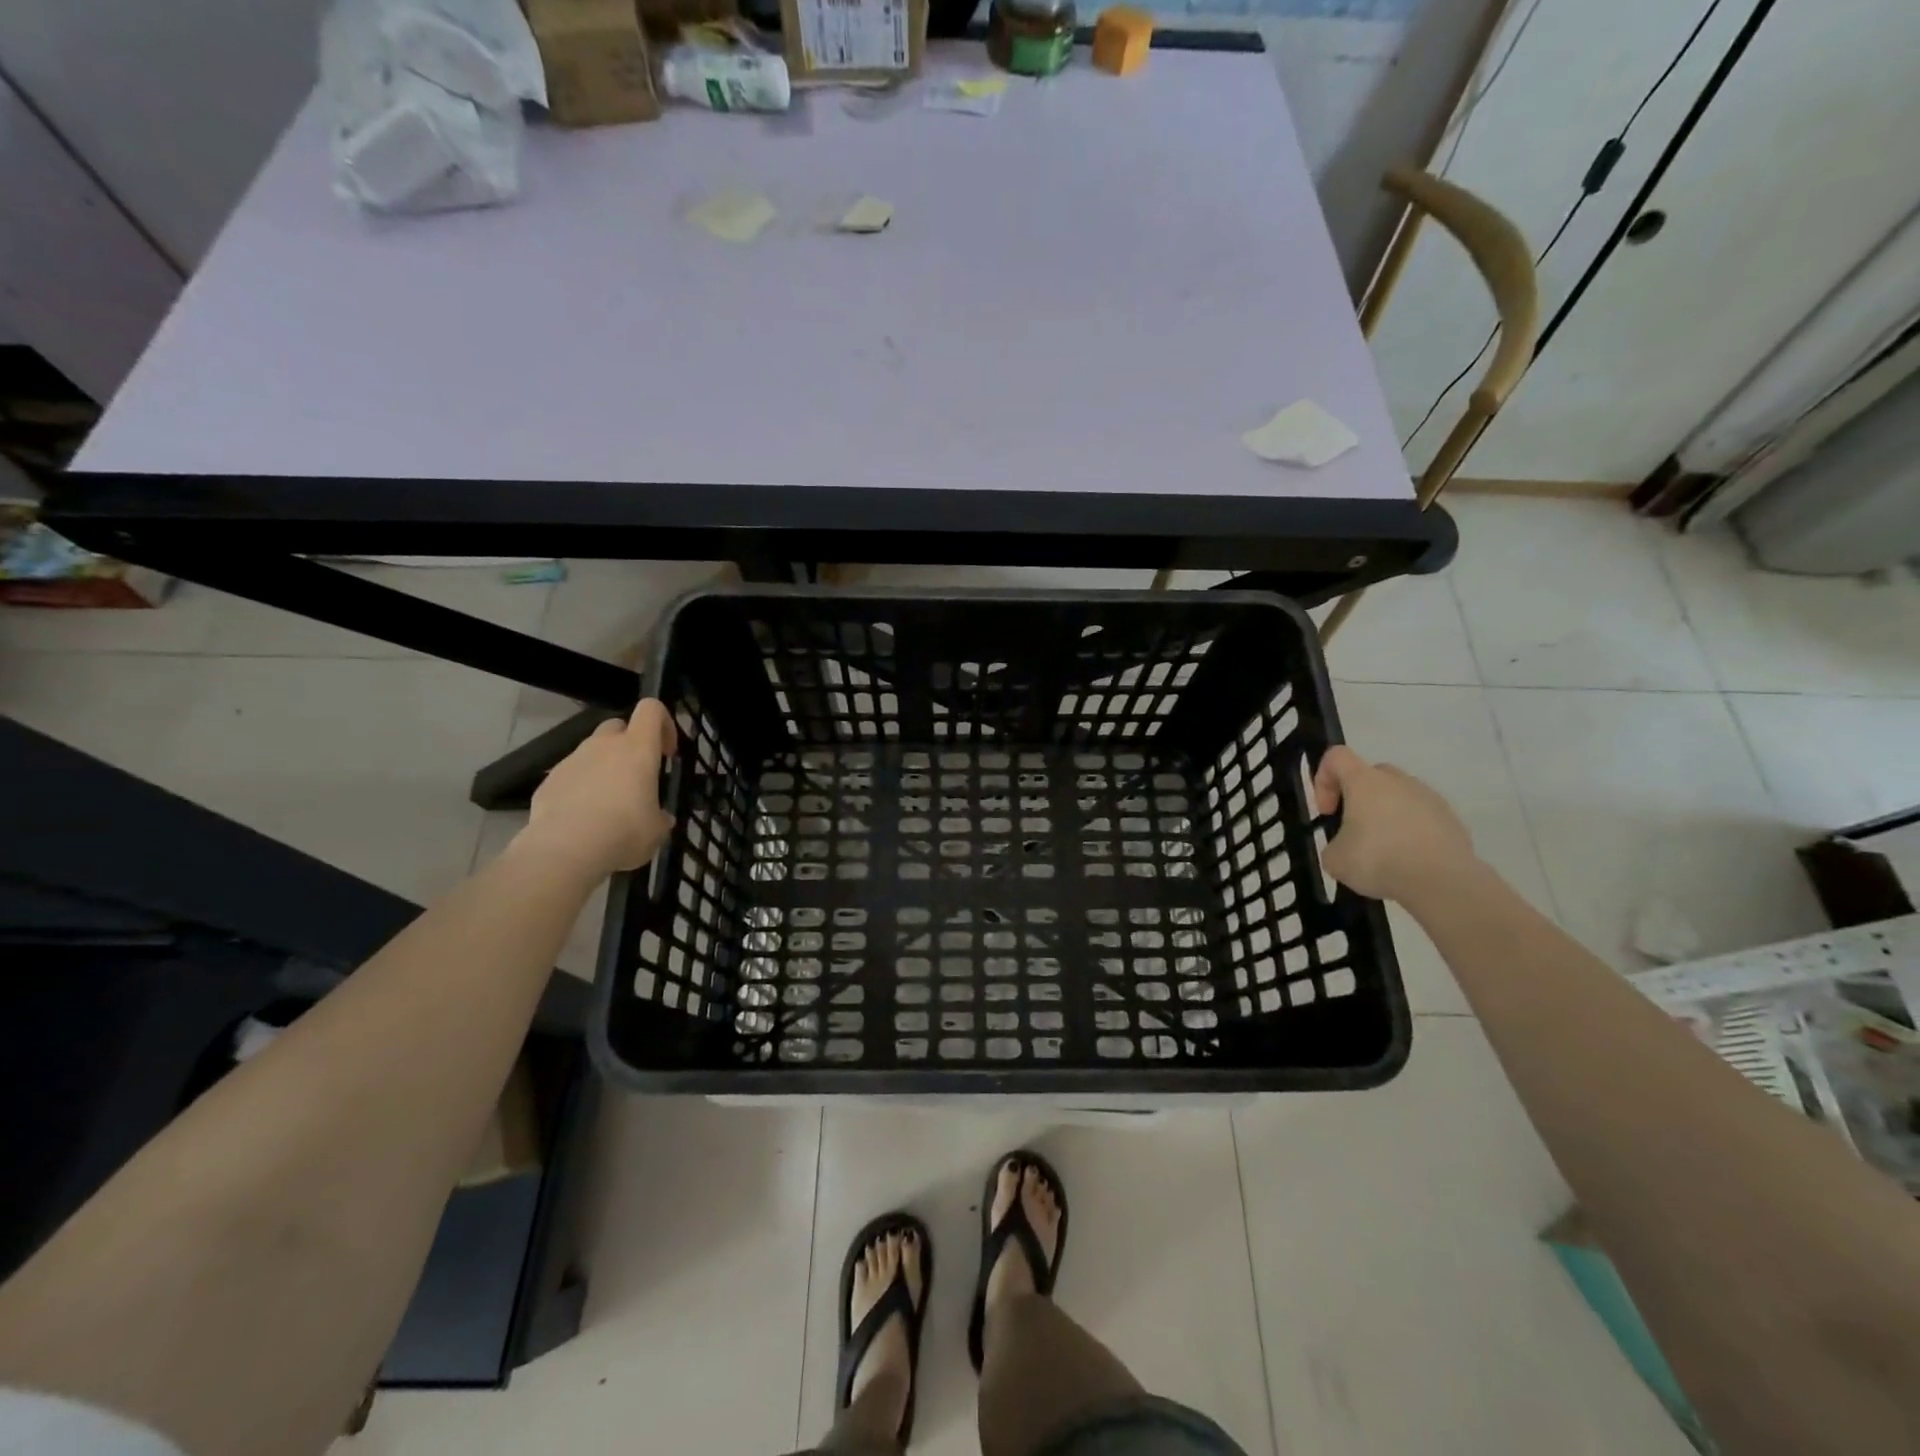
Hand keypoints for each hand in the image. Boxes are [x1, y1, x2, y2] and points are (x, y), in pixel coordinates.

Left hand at [519, 700, 677, 878]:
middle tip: (636, 776)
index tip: (666, 753)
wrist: (565, 850)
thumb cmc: (624, 832)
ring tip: (607, 805)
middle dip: (628, 744)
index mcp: (637, 748)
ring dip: (603, 768)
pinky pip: (570, 775)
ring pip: (592, 751)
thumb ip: (659, 817)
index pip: (651, 709)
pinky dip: (579, 788)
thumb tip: (660, 818)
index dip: (663, 724)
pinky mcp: (549, 780)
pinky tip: (582, 819)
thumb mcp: (656, 830)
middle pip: (618, 726)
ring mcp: (572, 760)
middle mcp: (603, 745)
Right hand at [1313, 745, 1475, 904]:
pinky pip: (1422, 817)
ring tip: (1385, 852)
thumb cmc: (1379, 860)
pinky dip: (1411, 832)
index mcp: (1365, 781)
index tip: (1328, 812)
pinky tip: (1409, 860)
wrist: (1442, 882)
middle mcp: (1398, 781)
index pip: (1336, 756)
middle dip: (1358, 799)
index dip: (1323, 779)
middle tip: (1354, 831)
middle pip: (1371, 775)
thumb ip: (1334, 844)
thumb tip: (1347, 847)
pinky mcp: (1452, 820)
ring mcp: (1429, 798)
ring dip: (1387, 815)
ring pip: (1399, 796)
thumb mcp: (1334, 859)